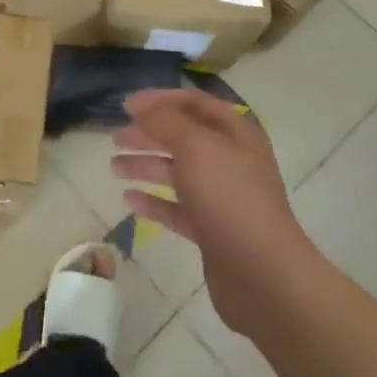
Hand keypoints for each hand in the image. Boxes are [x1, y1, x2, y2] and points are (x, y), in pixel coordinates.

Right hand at [112, 88, 314, 335]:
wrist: (263, 276)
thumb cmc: (230, 199)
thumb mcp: (196, 148)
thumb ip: (166, 122)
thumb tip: (142, 109)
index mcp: (235, 134)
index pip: (194, 103)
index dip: (159, 100)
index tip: (125, 106)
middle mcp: (231, 161)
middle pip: (183, 137)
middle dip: (148, 134)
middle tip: (114, 137)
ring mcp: (222, 198)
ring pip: (177, 173)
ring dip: (146, 166)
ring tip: (113, 167)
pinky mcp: (212, 231)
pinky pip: (177, 208)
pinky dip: (154, 202)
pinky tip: (129, 200)